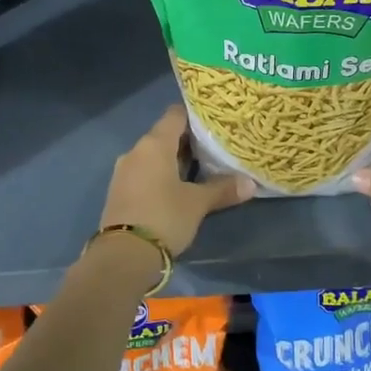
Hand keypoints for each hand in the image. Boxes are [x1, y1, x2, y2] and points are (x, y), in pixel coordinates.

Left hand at [100, 106, 255, 258]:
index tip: (214, 122)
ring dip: (174, 160)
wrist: (122, 256)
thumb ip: (223, 189)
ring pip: (153, 156)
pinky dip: (160, 175)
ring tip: (200, 169)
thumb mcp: (197, 204)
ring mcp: (124, 171)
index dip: (195, 115)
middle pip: (164, 135)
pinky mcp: (119, 192)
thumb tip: (250, 184)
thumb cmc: (164, 217)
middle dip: (188, 141)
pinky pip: (144, 173)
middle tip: (215, 148)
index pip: (175, 115)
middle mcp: (136, 151)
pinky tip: (177, 188)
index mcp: (154, 144)